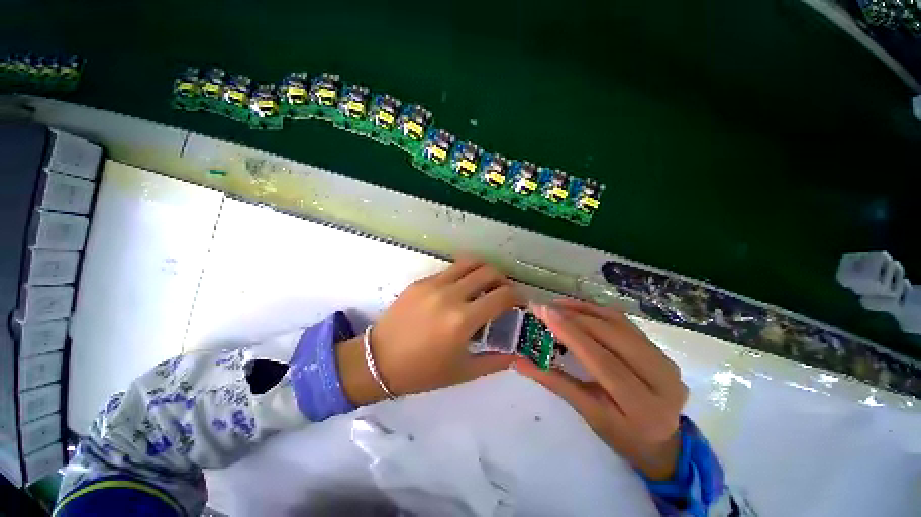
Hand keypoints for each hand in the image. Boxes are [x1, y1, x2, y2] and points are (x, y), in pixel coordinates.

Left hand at [337, 257, 521, 404]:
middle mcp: (450, 295)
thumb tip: (516, 353)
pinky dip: (462, 275)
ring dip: (483, 270)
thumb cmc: (422, 372)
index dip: (517, 296)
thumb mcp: (463, 372)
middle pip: (488, 271)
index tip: (519, 302)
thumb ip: (495, 361)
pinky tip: (459, 290)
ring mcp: (433, 284)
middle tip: (502, 292)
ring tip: (484, 284)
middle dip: (503, 279)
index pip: (502, 295)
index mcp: (462, 320)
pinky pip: (449, 270)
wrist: (378, 360)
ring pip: (469, 262)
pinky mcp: (420, 281)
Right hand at [514, 299, 687, 479]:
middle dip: (574, 317)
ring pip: (619, 323)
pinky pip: (624, 322)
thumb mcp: (588, 413)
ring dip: (584, 310)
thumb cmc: (621, 434)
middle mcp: (662, 378)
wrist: (662, 440)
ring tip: (557, 305)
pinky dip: (597, 311)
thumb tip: (519, 361)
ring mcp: (665, 360)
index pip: (602, 361)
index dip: (571, 334)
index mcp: (643, 405)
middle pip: (612, 336)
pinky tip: (577, 308)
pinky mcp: (661, 348)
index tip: (544, 312)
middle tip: (544, 307)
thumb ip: (554, 382)